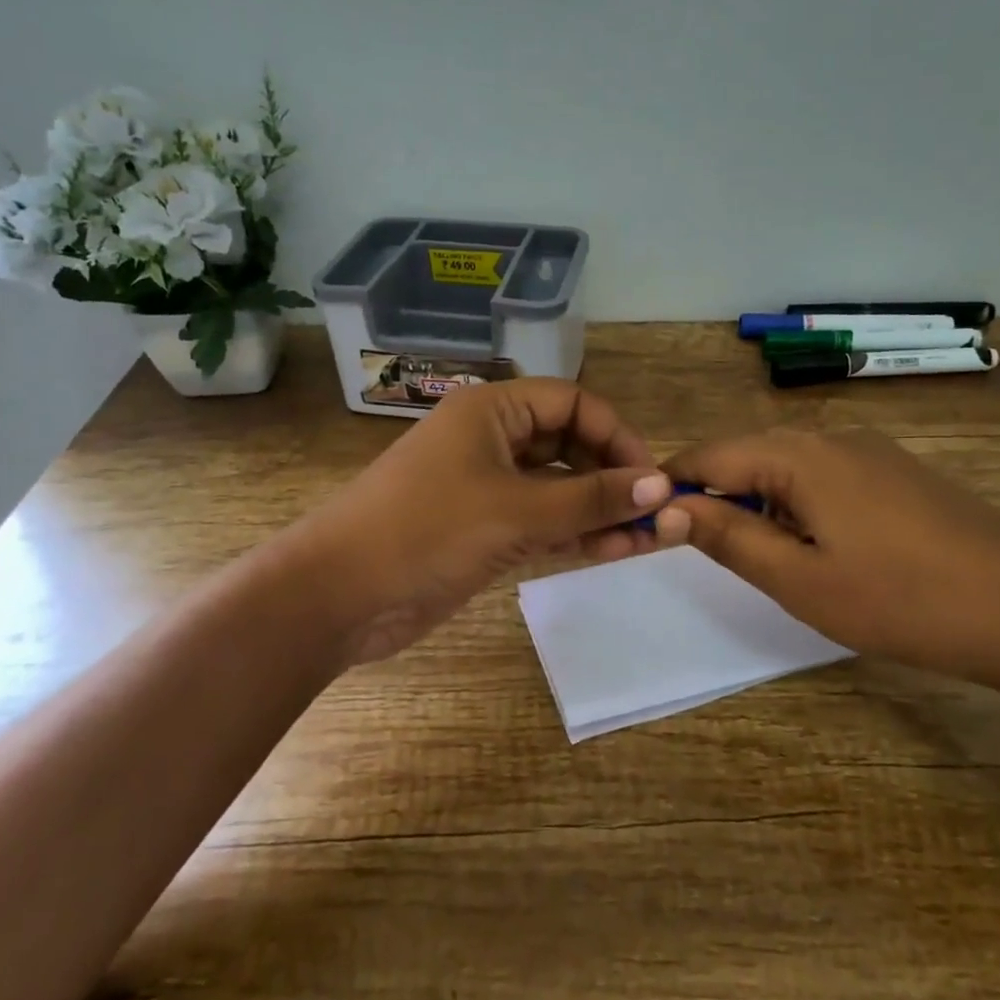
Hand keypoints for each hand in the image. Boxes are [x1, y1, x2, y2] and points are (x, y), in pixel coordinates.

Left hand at [297, 378, 670, 663]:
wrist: (338, 596)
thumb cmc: (425, 531)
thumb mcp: (515, 510)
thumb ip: (591, 499)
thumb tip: (661, 487)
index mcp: (492, 411)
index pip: (572, 403)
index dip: (616, 435)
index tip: (649, 479)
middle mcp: (491, 441)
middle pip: (569, 444)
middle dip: (612, 476)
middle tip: (652, 515)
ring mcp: (486, 488)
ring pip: (558, 488)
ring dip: (599, 510)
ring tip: (643, 541)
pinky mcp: (483, 530)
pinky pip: (541, 522)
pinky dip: (574, 534)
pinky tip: (612, 552)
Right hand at [655, 429, 999, 704]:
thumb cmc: (901, 601)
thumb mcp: (799, 579)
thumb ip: (727, 537)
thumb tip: (667, 508)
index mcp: (799, 455)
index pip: (709, 457)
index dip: (672, 488)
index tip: (649, 524)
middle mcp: (831, 437)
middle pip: (747, 456)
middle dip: (715, 496)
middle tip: (700, 549)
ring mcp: (872, 451)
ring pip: (787, 467)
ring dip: (758, 503)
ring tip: (760, 555)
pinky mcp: (899, 472)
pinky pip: (826, 477)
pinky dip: (799, 504)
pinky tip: (818, 547)